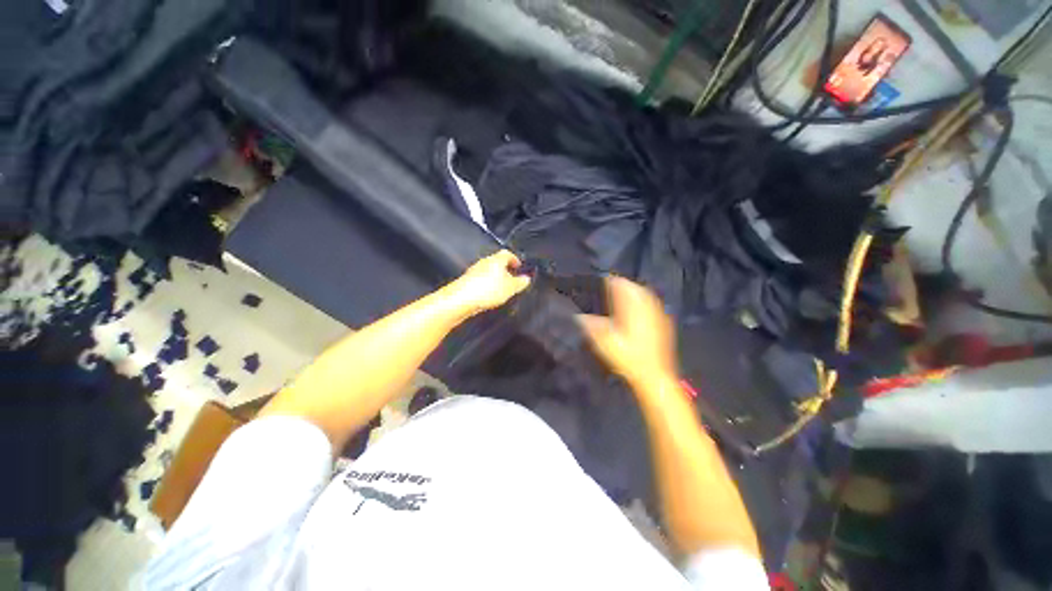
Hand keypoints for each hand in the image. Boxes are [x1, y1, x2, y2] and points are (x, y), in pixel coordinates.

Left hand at [444, 250, 530, 317]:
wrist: (462, 299)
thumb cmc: (486, 290)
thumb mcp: (510, 288)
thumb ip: (520, 282)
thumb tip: (526, 279)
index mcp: (496, 260)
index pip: (507, 253)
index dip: (514, 259)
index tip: (518, 265)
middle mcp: (484, 262)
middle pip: (497, 262)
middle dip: (505, 269)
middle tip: (512, 278)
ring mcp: (474, 271)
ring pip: (488, 271)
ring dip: (495, 278)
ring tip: (502, 288)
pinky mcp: (467, 282)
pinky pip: (480, 280)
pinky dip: (487, 285)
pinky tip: (489, 295)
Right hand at [578, 276, 676, 386]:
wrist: (654, 376)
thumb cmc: (627, 358)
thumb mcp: (604, 343)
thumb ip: (591, 326)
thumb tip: (579, 317)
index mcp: (631, 309)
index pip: (621, 286)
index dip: (611, 281)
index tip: (602, 280)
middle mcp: (647, 308)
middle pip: (635, 288)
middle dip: (623, 285)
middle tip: (611, 286)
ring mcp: (658, 315)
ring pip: (646, 295)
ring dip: (634, 292)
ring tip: (623, 295)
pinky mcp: (664, 324)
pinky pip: (653, 305)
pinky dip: (644, 301)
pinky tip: (638, 309)